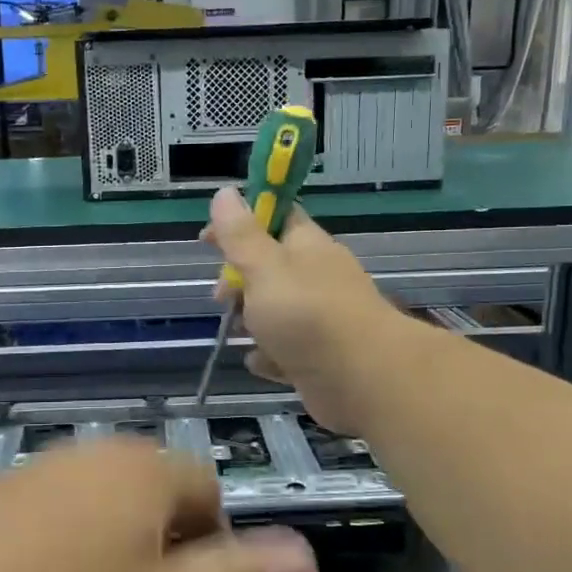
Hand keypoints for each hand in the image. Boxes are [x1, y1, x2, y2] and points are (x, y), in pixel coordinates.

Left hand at [0, 440, 319, 571]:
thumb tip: (307, 554)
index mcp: (142, 470)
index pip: (211, 493)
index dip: (217, 554)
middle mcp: (88, 455)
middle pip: (152, 502)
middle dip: (160, 562)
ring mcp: (27, 475)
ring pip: (95, 518)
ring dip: (104, 568)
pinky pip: (41, 529)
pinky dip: (48, 569)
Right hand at [203, 188, 414, 434]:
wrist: (364, 379)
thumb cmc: (307, 315)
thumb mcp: (264, 267)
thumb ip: (241, 235)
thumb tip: (225, 192)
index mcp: (306, 245)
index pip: (274, 217)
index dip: (239, 222)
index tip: (207, 239)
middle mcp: (316, 277)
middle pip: (269, 268)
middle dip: (239, 281)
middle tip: (223, 297)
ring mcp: (321, 318)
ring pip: (275, 311)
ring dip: (252, 322)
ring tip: (240, 333)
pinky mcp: (320, 356)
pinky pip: (286, 350)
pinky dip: (271, 356)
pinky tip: (262, 362)